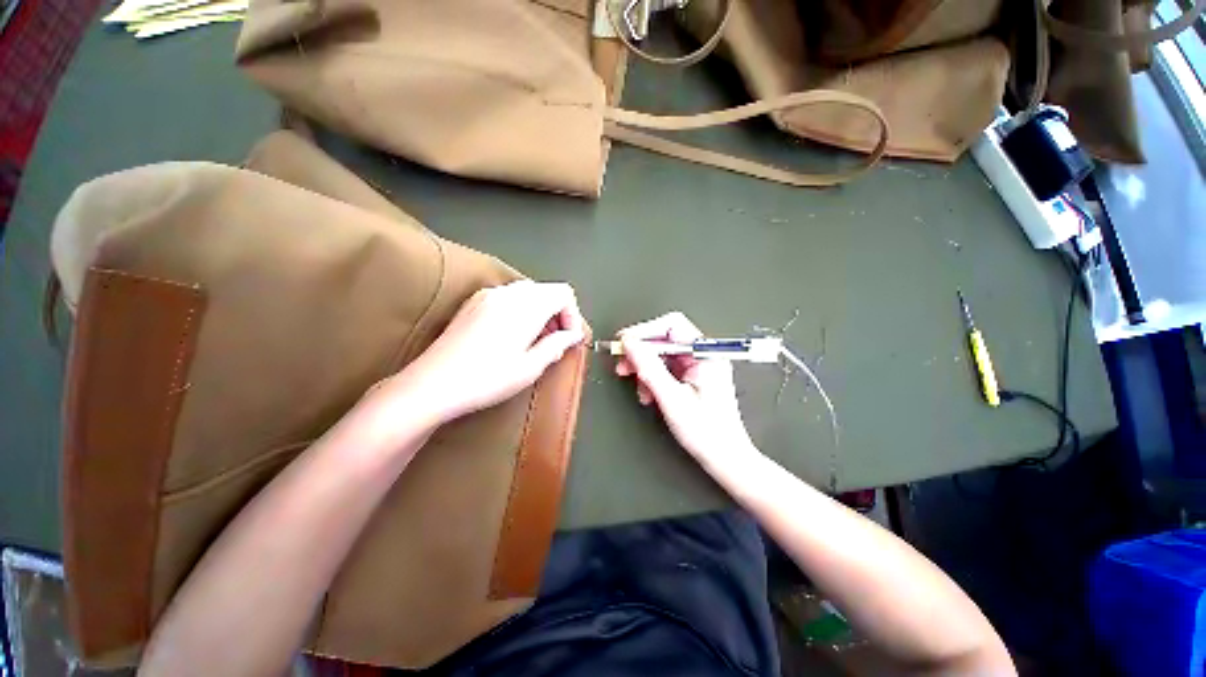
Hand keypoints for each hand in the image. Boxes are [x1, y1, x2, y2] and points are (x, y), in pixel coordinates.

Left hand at [384, 281, 585, 425]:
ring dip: (540, 312)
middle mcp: (507, 294)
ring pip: (528, 293)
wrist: (433, 384)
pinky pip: (508, 297)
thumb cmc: (485, 379)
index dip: (572, 315)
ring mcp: (487, 295)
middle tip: (556, 341)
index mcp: (525, 307)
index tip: (569, 337)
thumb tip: (572, 335)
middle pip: (547, 290)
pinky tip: (513, 335)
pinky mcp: (473, 303)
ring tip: (536, 341)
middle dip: (557, 313)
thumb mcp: (530, 368)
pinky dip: (521, 310)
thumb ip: (557, 345)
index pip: (563, 293)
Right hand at [614, 312, 754, 461]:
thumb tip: (629, 343)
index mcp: (706, 354)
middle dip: (641, 352)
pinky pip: (666, 369)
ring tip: (638, 388)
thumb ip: (649, 368)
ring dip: (645, 368)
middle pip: (665, 340)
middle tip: (622, 365)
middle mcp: (703, 355)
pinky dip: (653, 379)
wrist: (725, 459)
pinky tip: (648, 395)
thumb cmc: (705, 432)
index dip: (645, 330)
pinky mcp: (692, 378)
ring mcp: (698, 367)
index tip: (624, 342)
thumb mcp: (672, 398)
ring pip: (663, 356)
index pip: (672, 326)